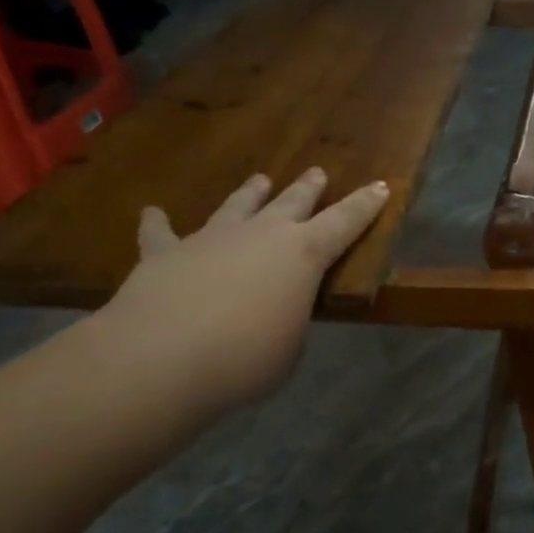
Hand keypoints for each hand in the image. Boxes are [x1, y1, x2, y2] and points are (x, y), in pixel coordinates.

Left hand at [99, 168, 388, 406]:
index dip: (365, 205)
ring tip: (260, 180)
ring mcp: (211, 239)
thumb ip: (287, 321)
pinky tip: (152, 213)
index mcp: (302, 255)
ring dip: (251, 193)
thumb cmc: (246, 359)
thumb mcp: (288, 348)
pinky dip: (159, 223)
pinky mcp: (165, 253)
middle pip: (292, 202)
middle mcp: (260, 234)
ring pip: (238, 206)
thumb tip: (273, 313)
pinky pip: (162, 233)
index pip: (345, 223)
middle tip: (317, 173)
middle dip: (308, 188)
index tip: (381, 185)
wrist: (164, 357)